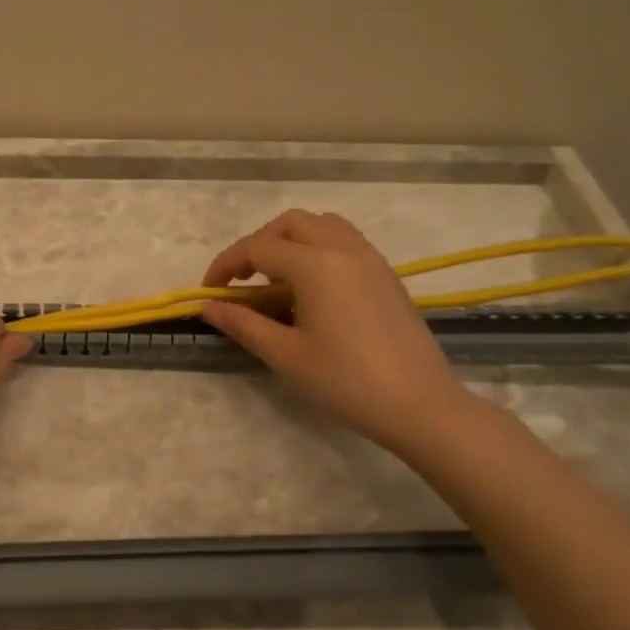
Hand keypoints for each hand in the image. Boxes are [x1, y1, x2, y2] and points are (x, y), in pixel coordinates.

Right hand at [200, 210, 473, 453]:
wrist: (420, 405)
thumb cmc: (346, 381)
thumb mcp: (285, 355)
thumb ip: (243, 324)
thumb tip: (209, 306)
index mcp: (315, 265)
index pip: (257, 248)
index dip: (225, 265)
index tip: (209, 291)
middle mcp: (343, 249)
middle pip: (290, 224)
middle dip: (258, 244)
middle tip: (242, 280)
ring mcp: (370, 259)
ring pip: (321, 225)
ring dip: (291, 240)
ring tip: (277, 278)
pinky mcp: (386, 274)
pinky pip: (345, 241)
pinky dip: (318, 248)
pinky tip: (312, 288)